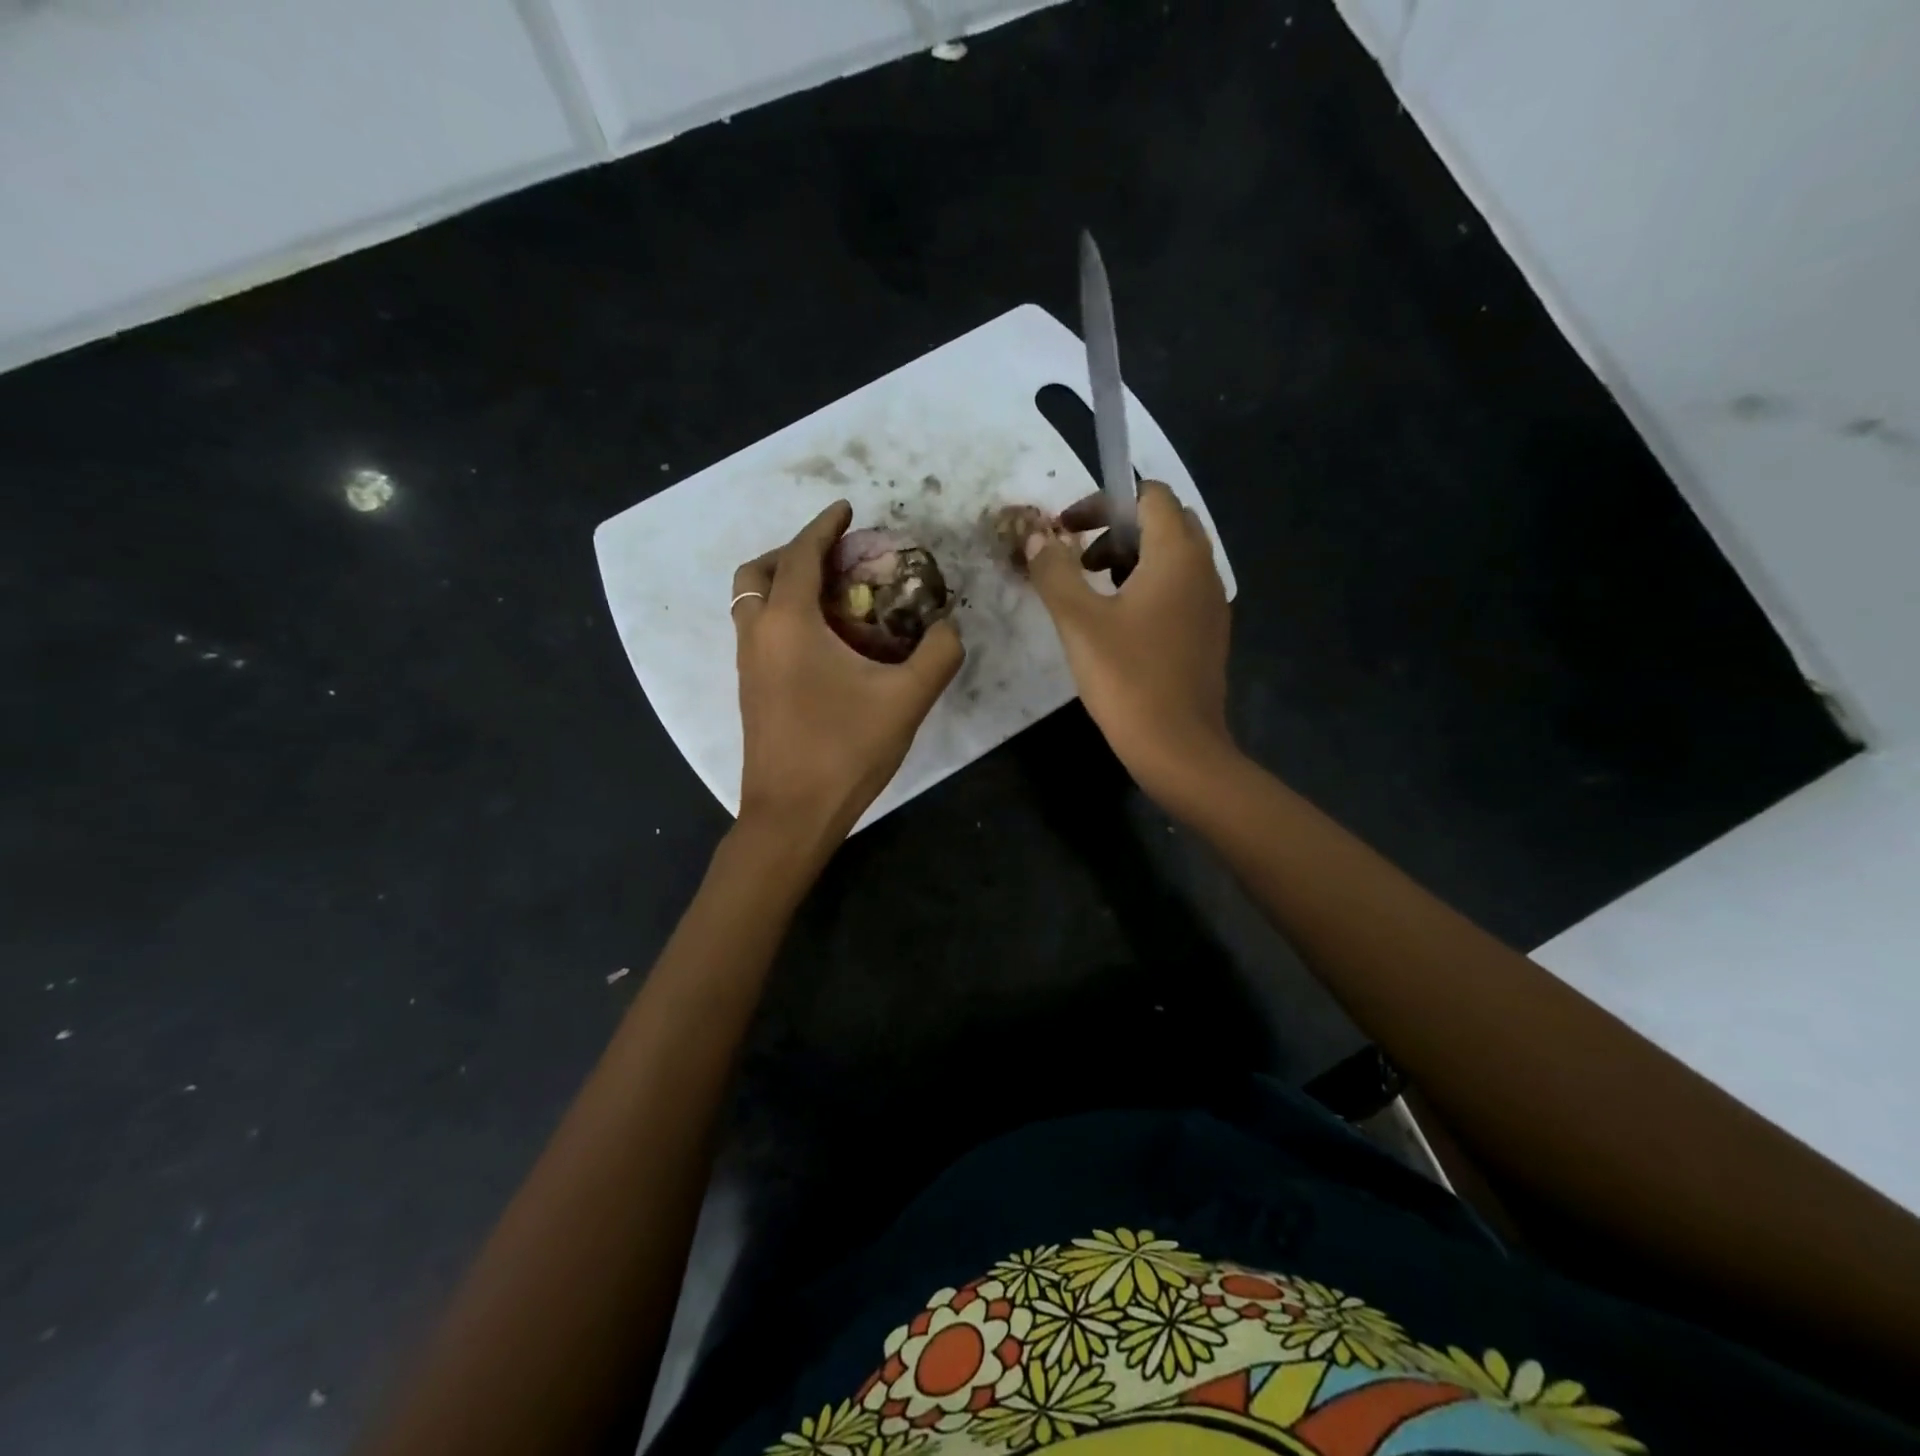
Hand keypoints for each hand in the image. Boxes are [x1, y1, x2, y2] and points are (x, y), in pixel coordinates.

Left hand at [732, 501, 963, 843]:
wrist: (791, 815)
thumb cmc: (844, 751)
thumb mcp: (906, 700)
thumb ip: (938, 654)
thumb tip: (949, 627)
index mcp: (789, 623)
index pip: (803, 555)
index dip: (825, 526)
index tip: (847, 510)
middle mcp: (758, 634)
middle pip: (760, 571)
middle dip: (795, 552)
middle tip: (835, 558)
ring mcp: (748, 664)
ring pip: (752, 602)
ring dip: (784, 584)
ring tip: (831, 595)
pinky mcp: (750, 690)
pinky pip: (758, 630)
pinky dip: (781, 614)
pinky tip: (822, 641)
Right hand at [1023, 480, 1235, 796]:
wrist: (1178, 747)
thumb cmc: (1127, 678)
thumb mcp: (1078, 621)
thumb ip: (1054, 571)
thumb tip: (1036, 537)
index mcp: (1177, 555)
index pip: (1149, 496)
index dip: (1105, 502)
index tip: (1068, 530)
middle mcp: (1203, 569)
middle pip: (1164, 523)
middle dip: (1117, 530)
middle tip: (1081, 559)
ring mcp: (1211, 603)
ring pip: (1172, 558)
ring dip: (1131, 559)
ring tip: (1093, 592)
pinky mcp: (1208, 633)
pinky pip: (1179, 589)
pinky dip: (1148, 587)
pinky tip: (1118, 625)